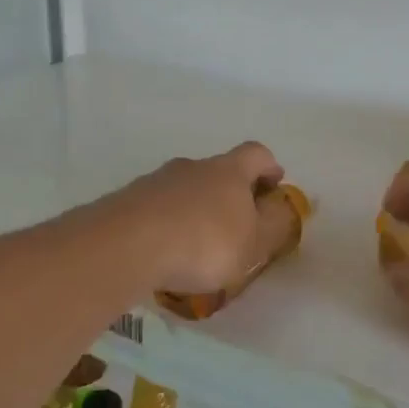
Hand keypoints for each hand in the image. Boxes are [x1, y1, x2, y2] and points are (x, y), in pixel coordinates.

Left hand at [112, 143, 288, 293]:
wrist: (127, 245)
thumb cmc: (204, 243)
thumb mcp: (253, 243)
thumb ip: (273, 225)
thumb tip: (281, 207)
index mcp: (229, 171)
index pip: (257, 154)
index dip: (269, 167)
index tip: (274, 186)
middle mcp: (193, 166)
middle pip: (218, 171)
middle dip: (229, 193)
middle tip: (235, 225)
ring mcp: (157, 180)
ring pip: (185, 190)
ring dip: (195, 210)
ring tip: (196, 247)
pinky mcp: (128, 200)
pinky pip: (157, 208)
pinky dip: (167, 224)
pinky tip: (165, 253)